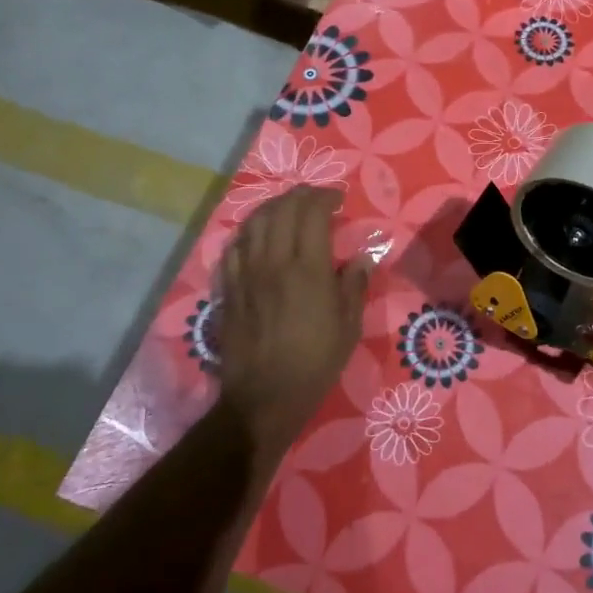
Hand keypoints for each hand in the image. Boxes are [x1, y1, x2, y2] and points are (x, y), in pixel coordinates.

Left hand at [215, 187, 371, 453]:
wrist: (264, 397)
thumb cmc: (315, 362)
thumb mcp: (349, 326)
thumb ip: (355, 286)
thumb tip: (363, 258)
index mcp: (307, 269)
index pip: (311, 212)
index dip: (325, 197)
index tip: (338, 199)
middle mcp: (273, 262)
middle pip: (281, 210)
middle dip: (300, 195)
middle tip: (316, 199)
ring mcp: (246, 274)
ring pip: (254, 223)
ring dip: (273, 208)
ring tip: (288, 210)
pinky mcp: (229, 289)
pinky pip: (234, 247)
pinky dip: (249, 232)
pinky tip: (258, 237)